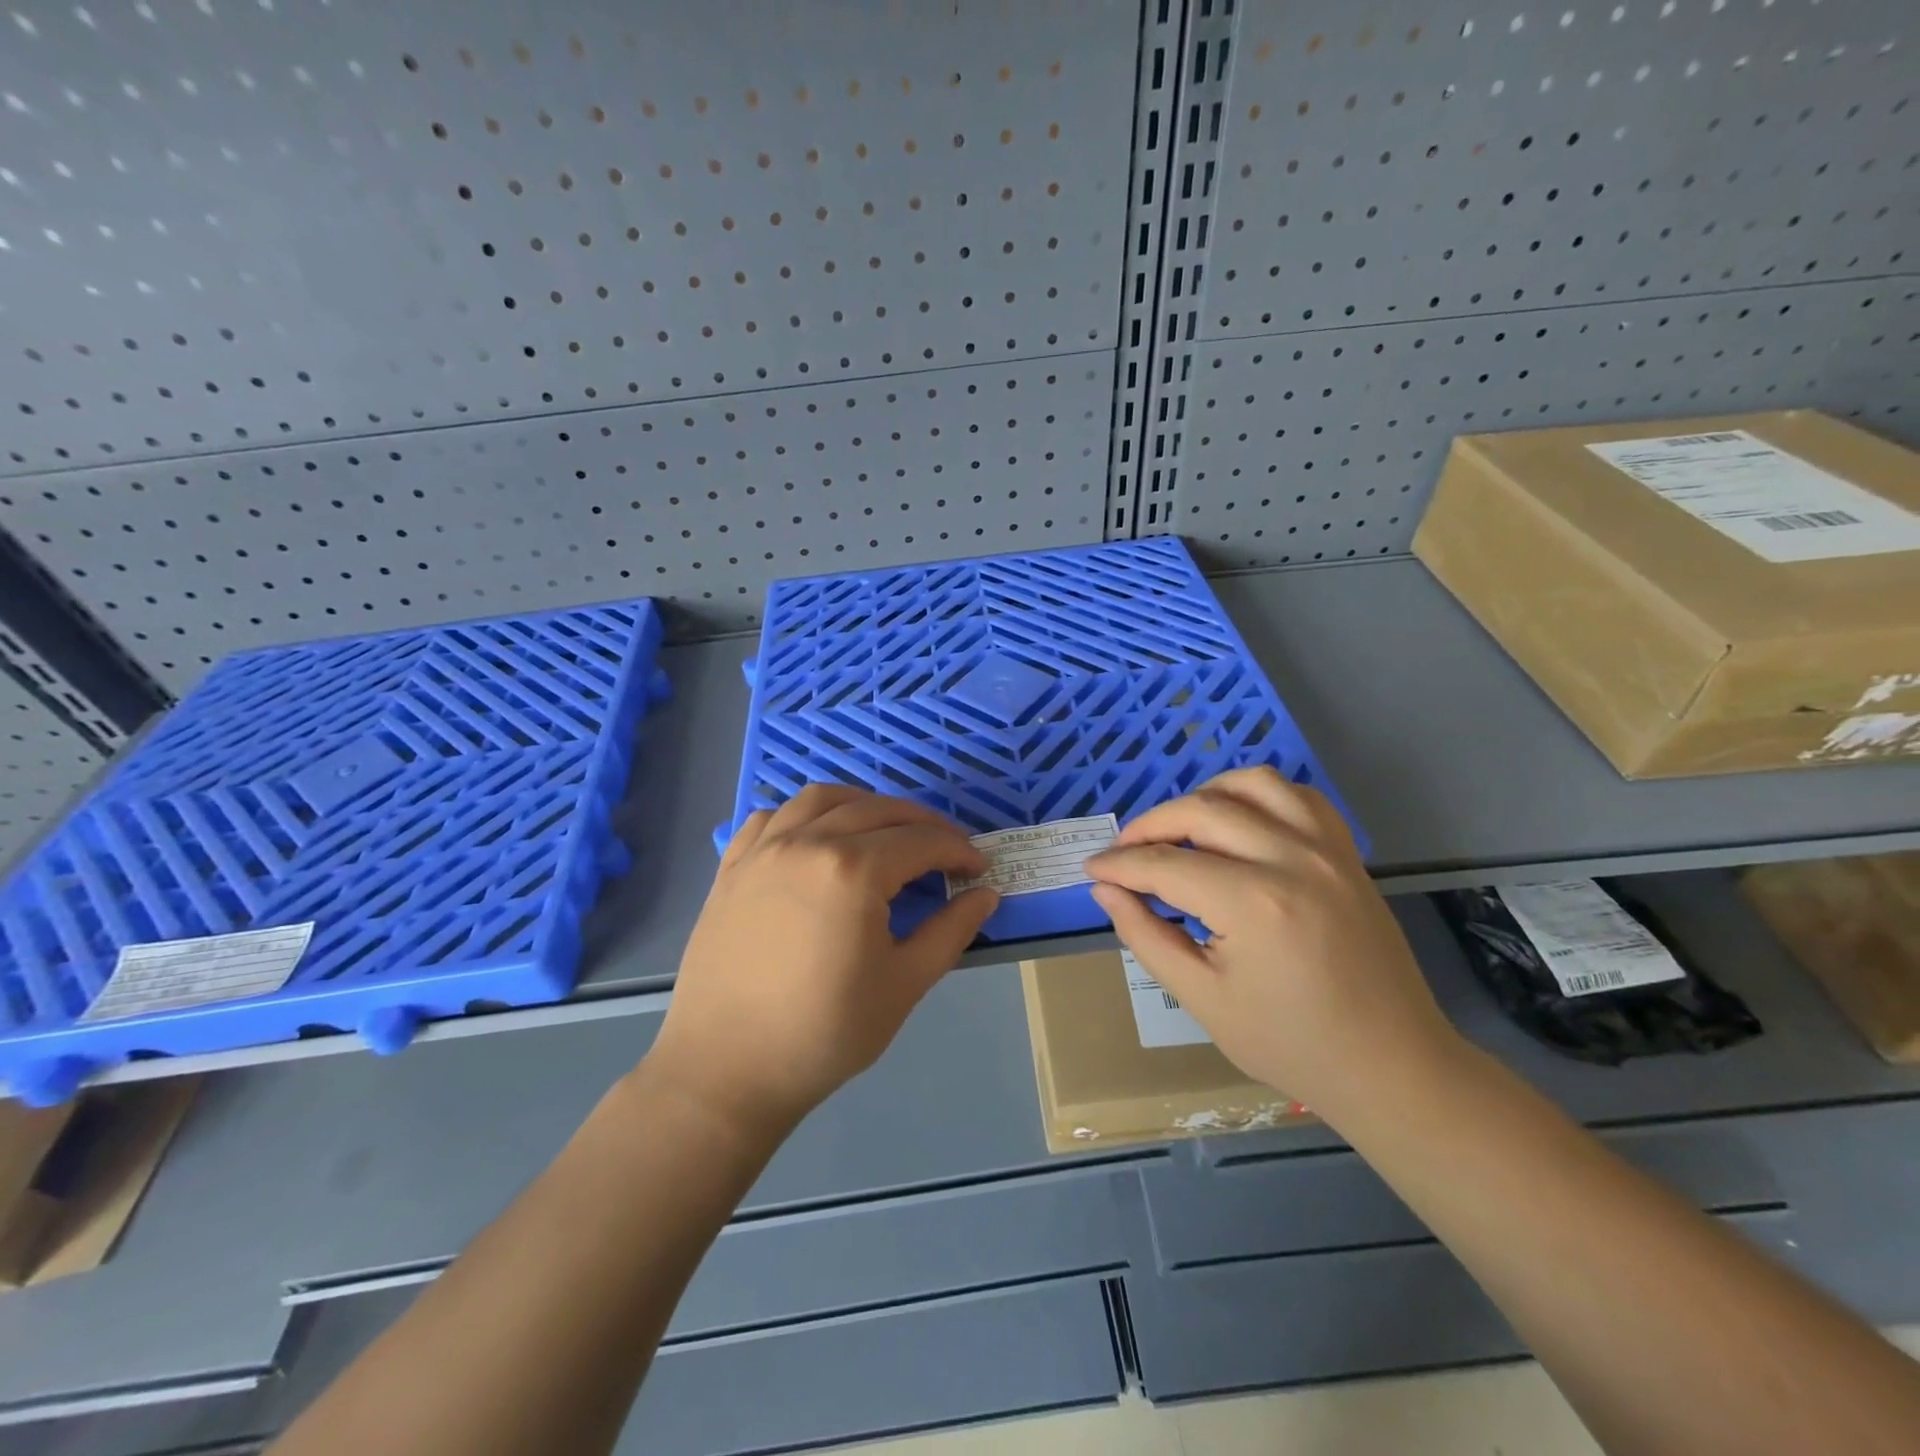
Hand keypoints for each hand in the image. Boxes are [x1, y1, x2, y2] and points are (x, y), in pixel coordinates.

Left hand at [647, 786, 998, 1135]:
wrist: (726, 1069)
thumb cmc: (825, 1032)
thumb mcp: (904, 984)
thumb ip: (951, 931)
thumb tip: (985, 895)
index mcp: (854, 870)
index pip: (922, 841)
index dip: (958, 851)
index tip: (978, 869)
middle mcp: (808, 842)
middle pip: (878, 811)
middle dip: (922, 824)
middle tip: (946, 849)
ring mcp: (764, 849)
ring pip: (822, 799)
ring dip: (865, 805)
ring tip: (886, 829)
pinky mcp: (733, 866)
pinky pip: (773, 817)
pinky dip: (805, 814)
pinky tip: (817, 836)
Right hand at [1086, 767, 1459, 1122]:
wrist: (1391, 1065)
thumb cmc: (1291, 1044)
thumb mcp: (1203, 1000)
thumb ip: (1146, 937)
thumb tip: (1106, 891)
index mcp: (1251, 903)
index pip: (1164, 864)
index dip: (1119, 865)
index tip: (1092, 870)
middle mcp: (1289, 859)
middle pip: (1199, 811)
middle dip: (1148, 827)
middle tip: (1123, 854)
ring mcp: (1325, 849)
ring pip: (1249, 784)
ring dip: (1202, 797)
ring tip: (1178, 829)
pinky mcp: (1345, 852)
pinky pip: (1297, 795)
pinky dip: (1257, 794)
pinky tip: (1238, 819)